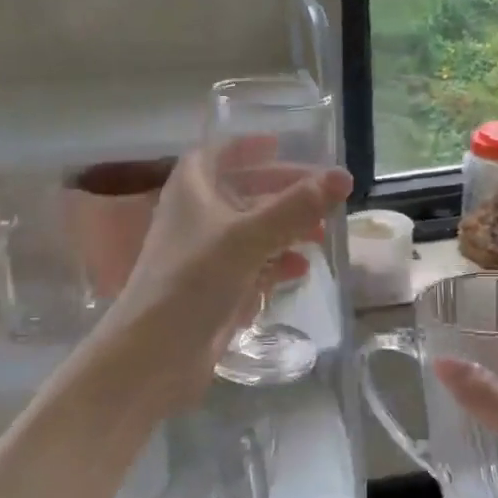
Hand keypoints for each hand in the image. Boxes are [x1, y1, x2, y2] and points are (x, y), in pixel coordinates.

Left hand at [95, 143, 351, 408]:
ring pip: (250, 231)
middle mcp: (195, 218)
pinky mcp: (212, 291)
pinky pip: (250, 266)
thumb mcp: (248, 237)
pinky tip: (300, 270)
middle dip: (282, 192)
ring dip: (285, 229)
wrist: (154, 354)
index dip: (247, 147)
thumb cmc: (193, 280)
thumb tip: (342, 176)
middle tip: (323, 195)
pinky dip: (274, 263)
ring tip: (321, 234)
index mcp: (191, 191)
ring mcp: (203, 256)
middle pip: (242, 192)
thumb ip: (295, 207)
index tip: (281, 143)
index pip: (217, 154)